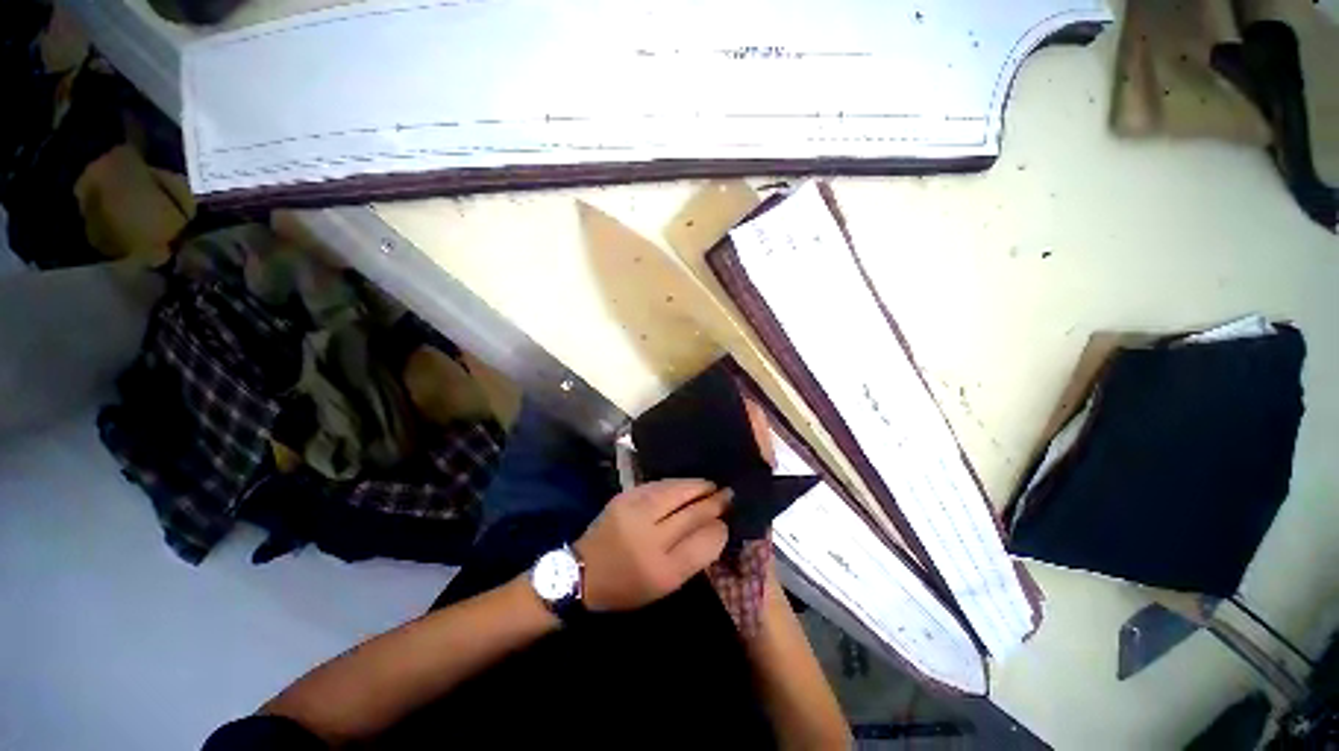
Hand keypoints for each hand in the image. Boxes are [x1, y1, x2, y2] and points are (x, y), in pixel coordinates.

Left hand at [574, 479, 730, 610]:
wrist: (583, 572)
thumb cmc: (628, 585)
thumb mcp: (664, 585)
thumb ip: (692, 558)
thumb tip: (717, 528)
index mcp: (661, 570)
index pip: (702, 542)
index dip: (719, 528)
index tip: (728, 520)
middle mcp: (649, 537)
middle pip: (691, 512)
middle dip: (713, 500)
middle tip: (729, 493)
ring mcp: (635, 512)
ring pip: (676, 491)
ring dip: (698, 486)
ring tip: (712, 486)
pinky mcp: (625, 496)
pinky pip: (659, 485)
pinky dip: (677, 483)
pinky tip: (687, 484)